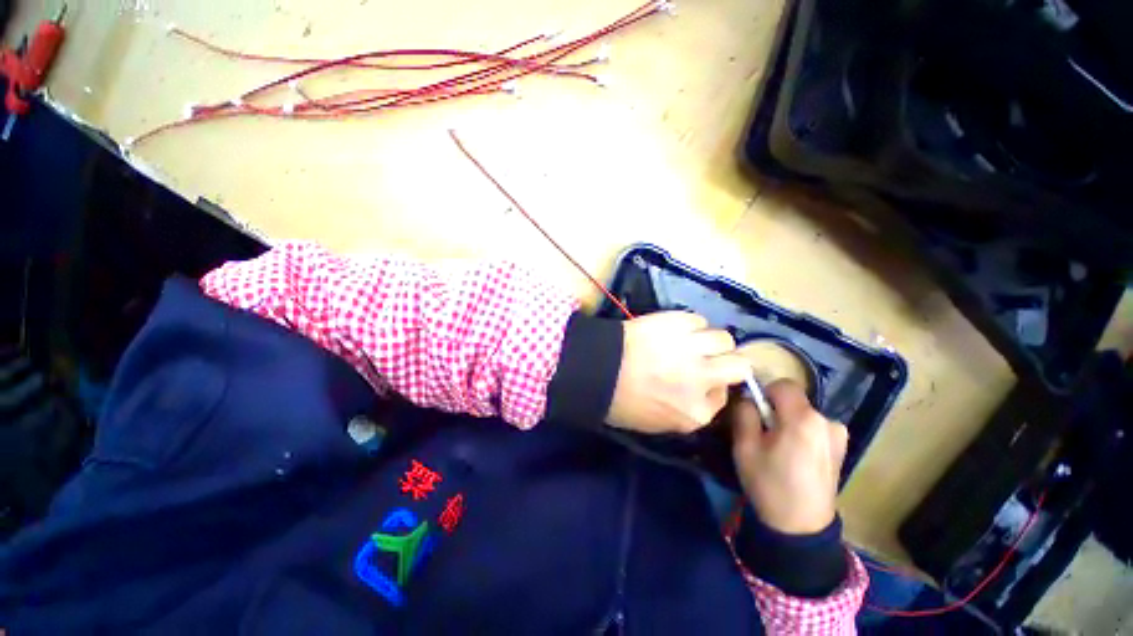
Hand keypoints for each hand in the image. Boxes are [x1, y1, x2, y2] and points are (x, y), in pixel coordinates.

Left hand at [606, 312, 751, 434]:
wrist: (596, 369)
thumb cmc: (621, 400)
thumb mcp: (658, 422)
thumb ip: (688, 410)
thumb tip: (705, 391)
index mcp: (696, 413)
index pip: (725, 397)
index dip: (713, 385)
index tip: (701, 379)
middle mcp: (703, 380)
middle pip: (739, 365)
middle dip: (728, 362)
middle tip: (708, 358)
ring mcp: (693, 349)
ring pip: (724, 338)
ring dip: (710, 340)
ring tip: (690, 340)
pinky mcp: (679, 323)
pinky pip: (699, 320)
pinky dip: (690, 325)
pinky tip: (674, 329)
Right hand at [731, 380, 848, 534]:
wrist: (801, 527)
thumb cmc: (769, 484)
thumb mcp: (745, 446)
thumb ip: (744, 413)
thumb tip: (748, 398)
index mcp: (803, 419)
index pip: (783, 384)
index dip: (765, 392)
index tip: (755, 411)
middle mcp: (827, 421)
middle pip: (794, 400)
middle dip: (775, 409)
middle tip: (763, 434)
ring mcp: (838, 436)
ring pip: (803, 413)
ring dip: (788, 421)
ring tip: (779, 448)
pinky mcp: (841, 448)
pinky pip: (814, 427)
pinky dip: (802, 432)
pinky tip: (795, 456)